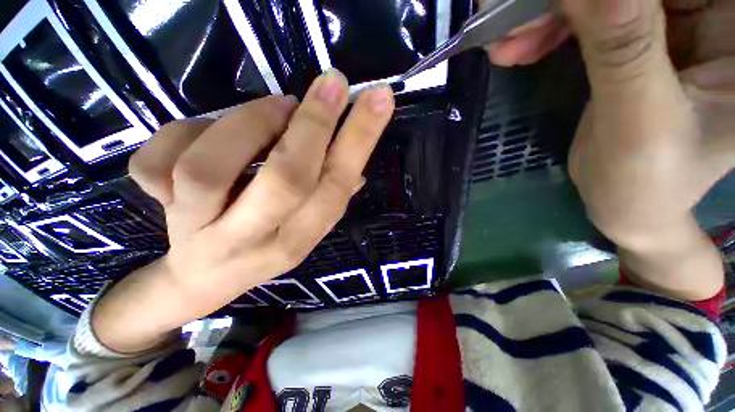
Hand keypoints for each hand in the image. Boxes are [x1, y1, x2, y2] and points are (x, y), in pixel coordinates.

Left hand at [93, 70, 394, 352]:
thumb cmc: (266, 245)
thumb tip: (359, 162)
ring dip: (248, 123)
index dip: (359, 141)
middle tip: (332, 84)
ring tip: (275, 107)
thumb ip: (330, 196)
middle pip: (286, 180)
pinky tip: (200, 134)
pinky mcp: (158, 213)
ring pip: (208, 169)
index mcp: (300, 238)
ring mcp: (200, 230)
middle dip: (314, 125)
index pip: (336, 187)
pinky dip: (181, 131)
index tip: (378, 98)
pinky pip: (156, 163)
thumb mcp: (306, 227)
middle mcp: (256, 239)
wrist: (205, 279)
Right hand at [484, 0, 732, 299]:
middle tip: (516, 23)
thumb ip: (623, 50)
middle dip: (572, 0)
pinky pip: (590, 10)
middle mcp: (715, 19)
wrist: (629, 201)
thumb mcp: (638, 121)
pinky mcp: (639, 34)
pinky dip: (551, 26)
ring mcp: (676, 23)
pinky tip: (522, 49)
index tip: (556, 5)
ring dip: (551, 14)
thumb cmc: (647, 179)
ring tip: (508, 45)